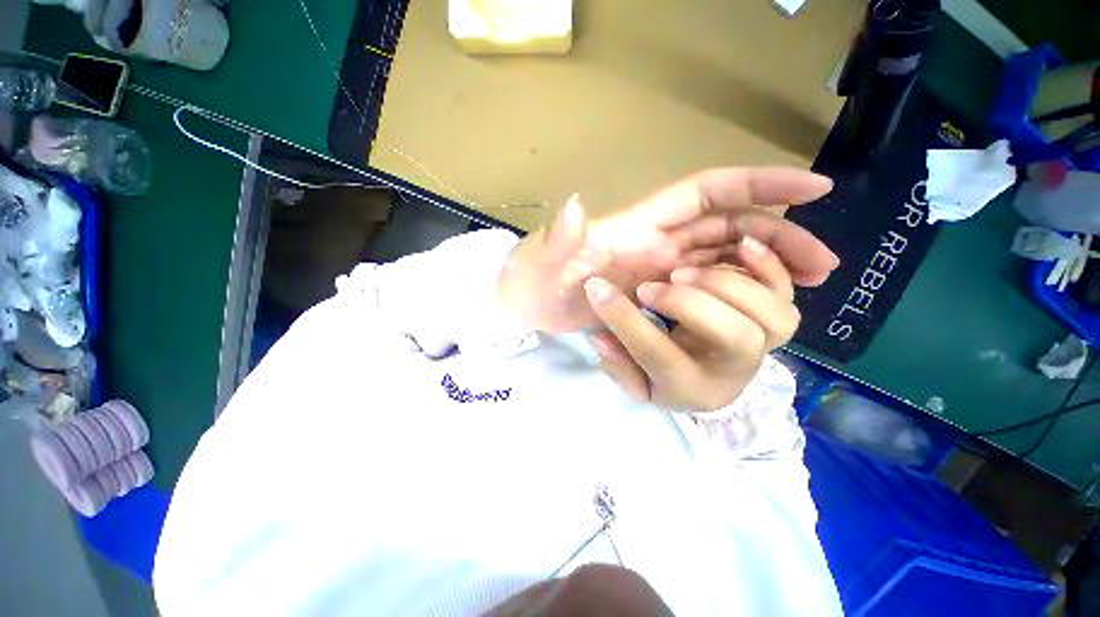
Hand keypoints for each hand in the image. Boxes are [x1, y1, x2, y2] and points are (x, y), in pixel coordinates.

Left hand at [497, 167, 836, 332]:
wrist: (525, 306)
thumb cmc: (530, 281)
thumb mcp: (539, 260)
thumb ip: (558, 238)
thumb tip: (576, 206)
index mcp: (637, 228)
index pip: (708, 194)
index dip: (759, 184)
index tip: (815, 189)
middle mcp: (655, 242)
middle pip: (729, 228)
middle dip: (778, 238)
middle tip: (822, 267)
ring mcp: (656, 268)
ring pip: (723, 258)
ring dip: (766, 268)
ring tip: (806, 288)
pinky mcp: (652, 292)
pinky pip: (704, 286)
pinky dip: (735, 289)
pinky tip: (757, 307)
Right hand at [583, 236, 799, 411]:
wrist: (712, 385)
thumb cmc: (670, 384)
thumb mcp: (636, 385)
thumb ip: (617, 364)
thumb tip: (601, 337)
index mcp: (692, 388)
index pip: (659, 356)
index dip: (625, 320)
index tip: (597, 289)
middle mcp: (735, 371)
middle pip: (736, 338)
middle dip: (688, 304)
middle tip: (649, 287)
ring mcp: (763, 345)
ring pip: (770, 315)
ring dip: (725, 285)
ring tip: (682, 272)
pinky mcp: (773, 321)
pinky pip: (786, 295)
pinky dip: (769, 267)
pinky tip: (741, 245)